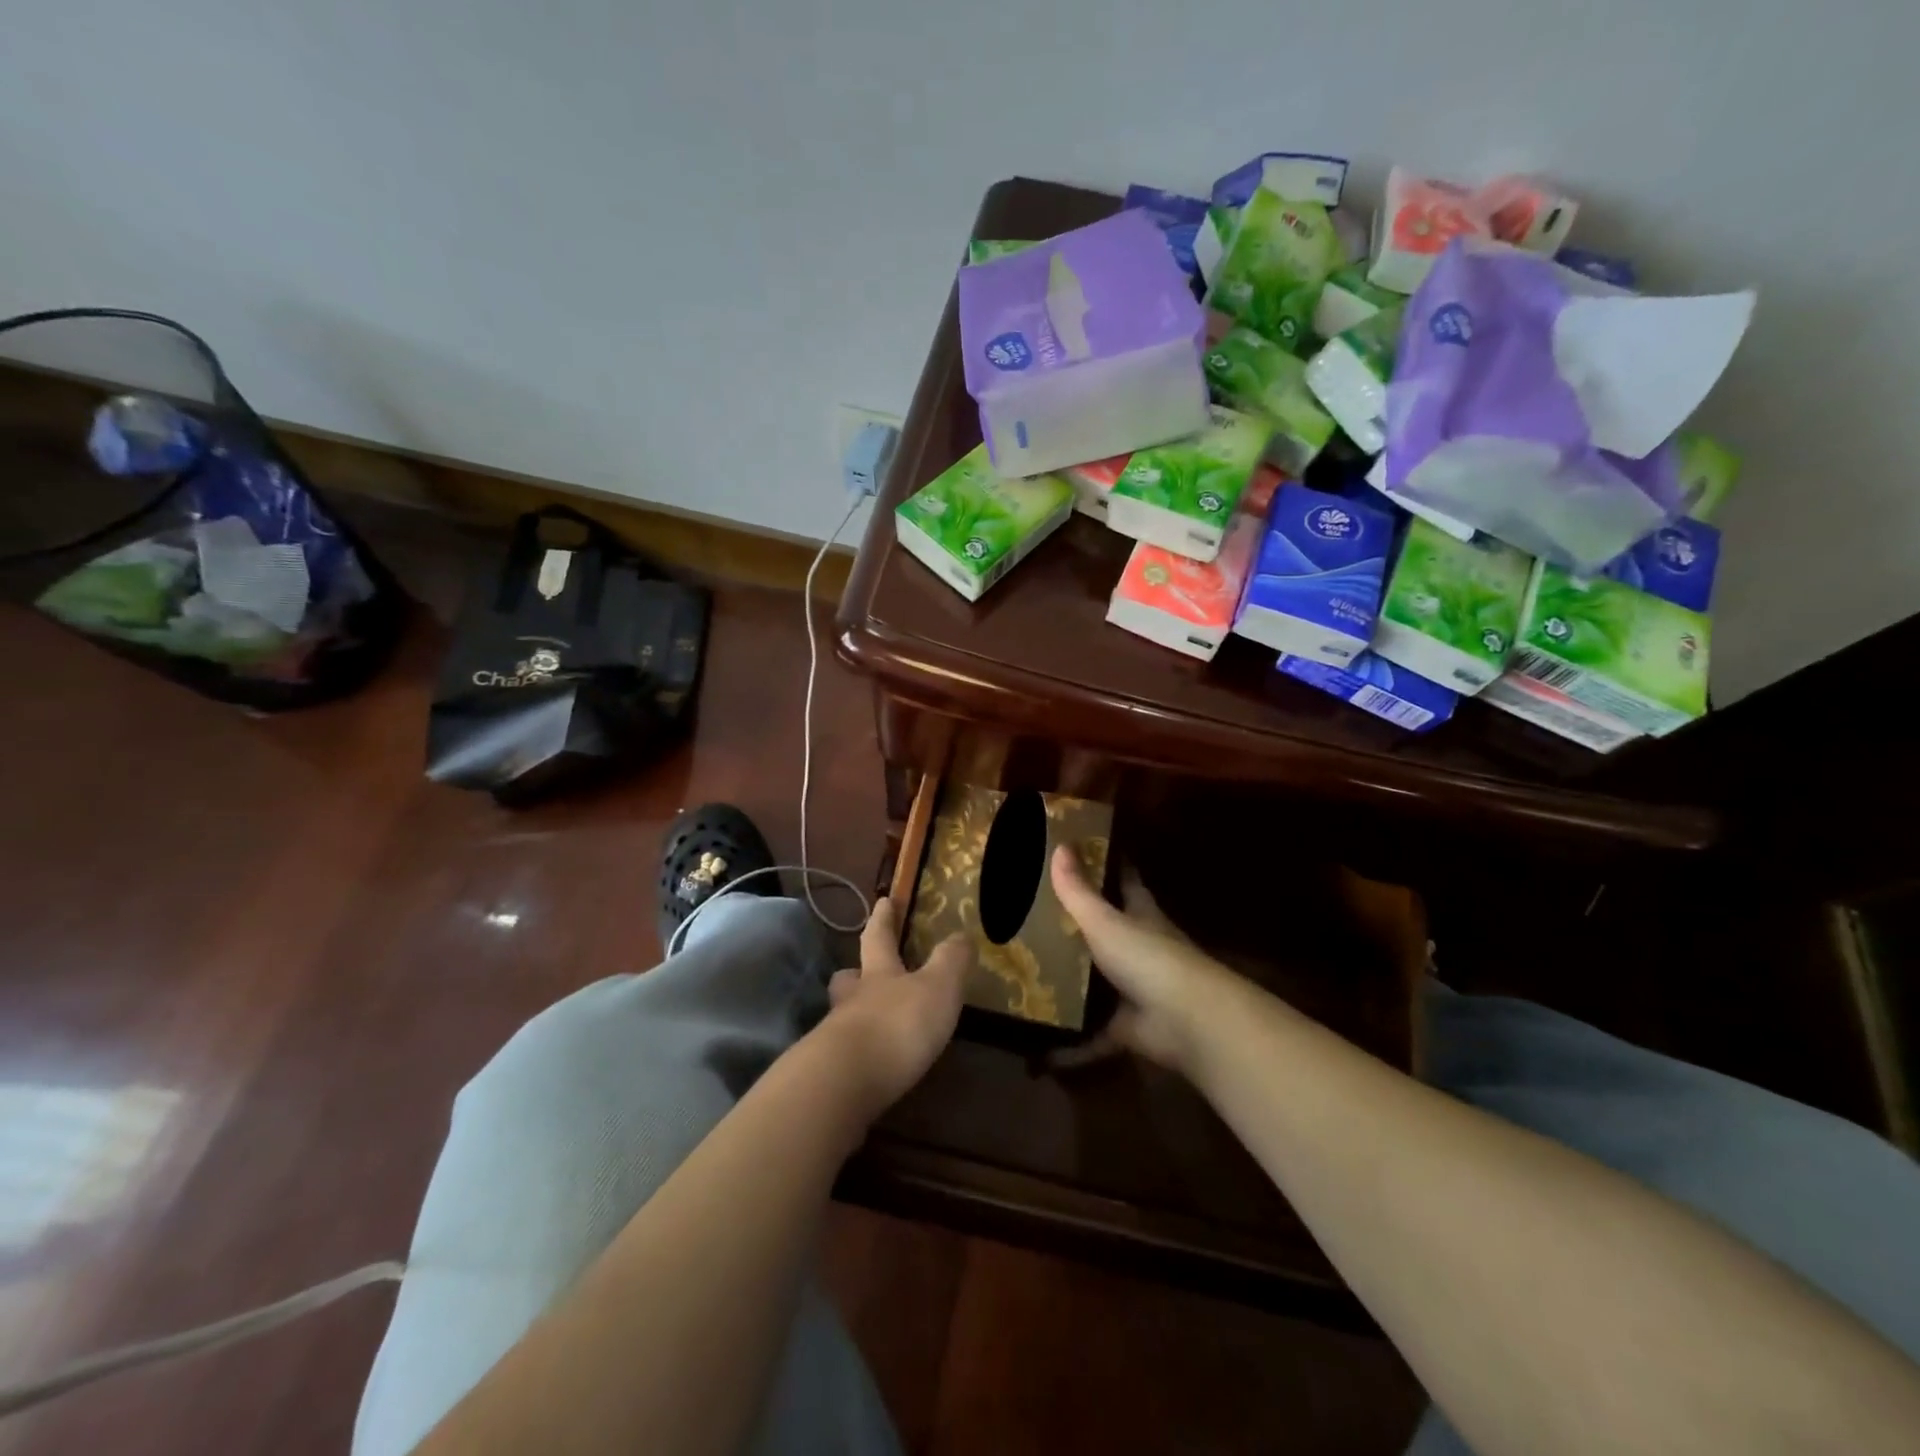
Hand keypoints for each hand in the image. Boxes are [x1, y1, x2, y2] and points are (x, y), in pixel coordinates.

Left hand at [820, 898, 968, 1112]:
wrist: (847, 1083)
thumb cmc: (898, 1024)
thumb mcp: (938, 987)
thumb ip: (951, 961)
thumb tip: (962, 935)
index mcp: (878, 974)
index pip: (879, 937)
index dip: (883, 918)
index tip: (883, 901)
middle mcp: (853, 1000)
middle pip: (849, 978)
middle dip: (855, 973)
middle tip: (859, 972)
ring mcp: (837, 1038)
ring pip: (843, 1016)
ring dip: (856, 1016)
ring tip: (874, 1025)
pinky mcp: (833, 1075)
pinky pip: (846, 1055)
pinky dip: (859, 1055)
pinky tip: (873, 1066)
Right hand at [1049, 846, 1238, 1074]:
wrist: (1186, 1021)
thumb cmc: (1148, 957)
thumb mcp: (1106, 920)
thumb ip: (1078, 891)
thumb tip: (1060, 845)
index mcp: (1140, 915)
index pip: (1125, 882)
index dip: (1107, 866)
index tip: (1082, 852)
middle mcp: (1139, 949)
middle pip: (1107, 932)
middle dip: (1077, 927)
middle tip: (1032, 917)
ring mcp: (1134, 989)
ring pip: (1096, 981)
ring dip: (1070, 981)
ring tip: (1024, 974)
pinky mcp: (1126, 1027)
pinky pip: (1091, 1033)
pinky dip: (1070, 1042)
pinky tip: (1038, 1045)